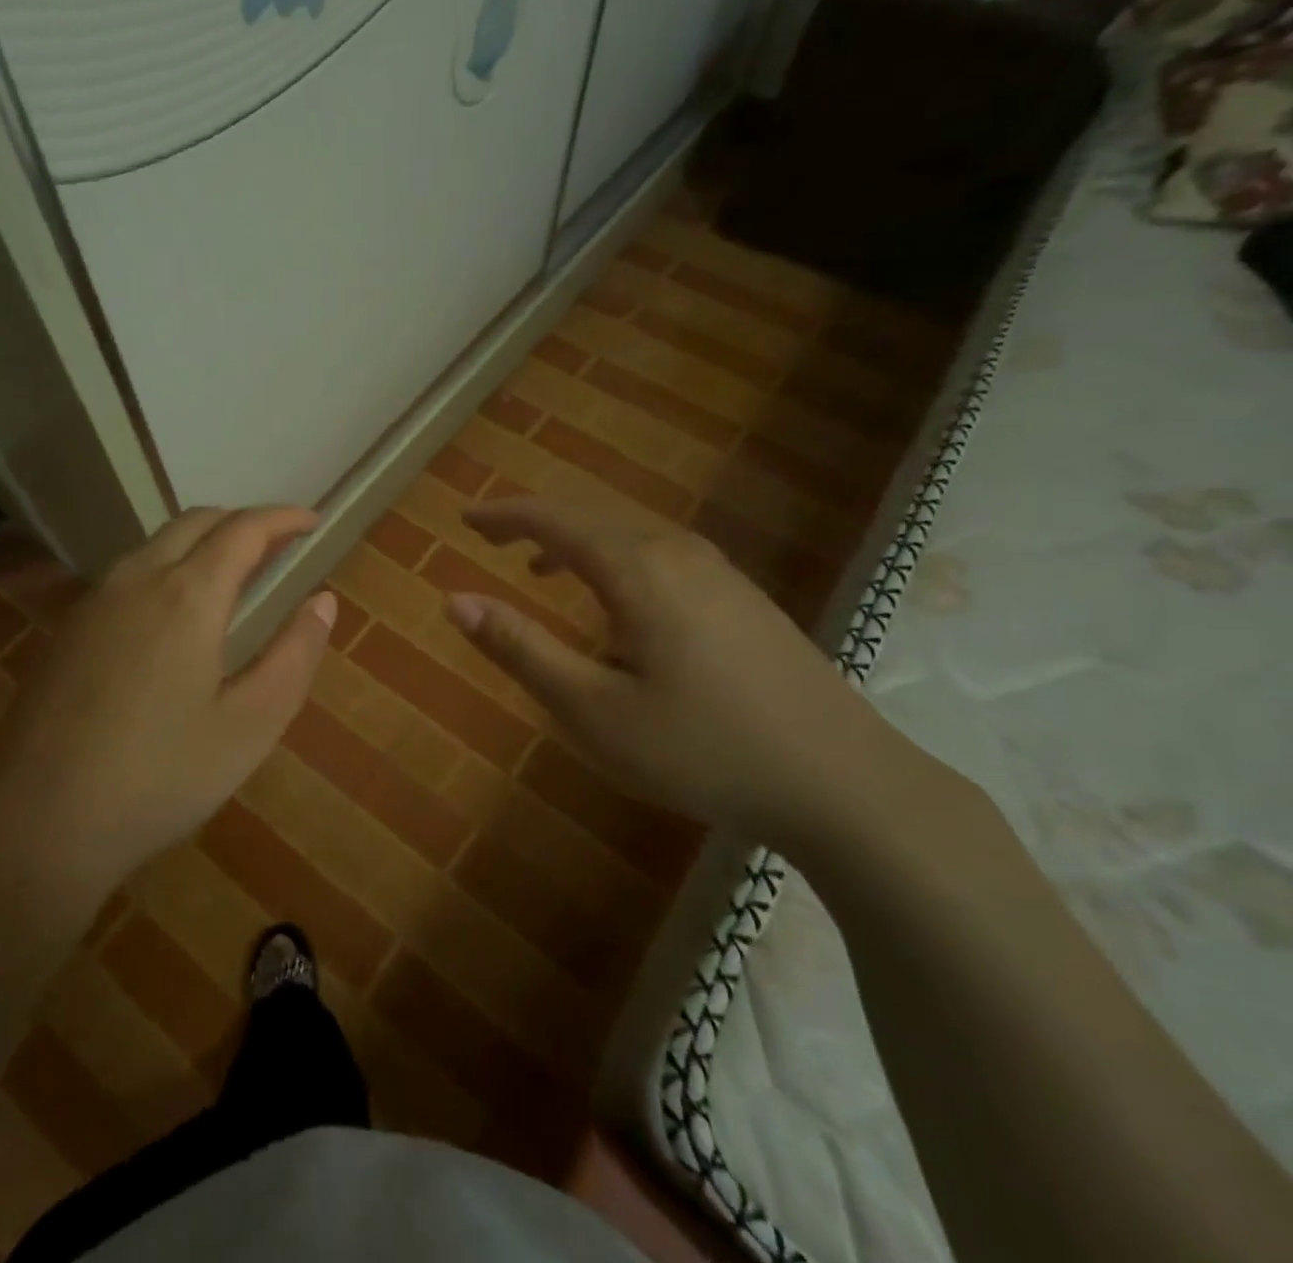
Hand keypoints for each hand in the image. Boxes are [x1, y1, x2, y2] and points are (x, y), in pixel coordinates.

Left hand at [0, 507, 337, 893]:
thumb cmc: (163, 776)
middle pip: (196, 522)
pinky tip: (174, 615)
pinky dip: (168, 568)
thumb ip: (294, 654)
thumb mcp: (252, 724)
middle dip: (244, 523)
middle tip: (279, 548)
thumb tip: (322, 600)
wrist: (43, 822)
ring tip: (234, 576)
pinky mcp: (68, 629)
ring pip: (156, 544)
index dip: (283, 518)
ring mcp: (93, 602)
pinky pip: (128, 574)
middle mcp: (136, 580)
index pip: (244, 530)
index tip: (313, 523)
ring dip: (203, 543)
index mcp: (187, 596)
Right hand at [445, 498, 913, 846]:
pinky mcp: (742, 597)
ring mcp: (718, 571)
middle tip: (493, 540)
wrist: (842, 782)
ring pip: (630, 534)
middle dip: (536, 522)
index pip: (555, 519)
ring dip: (577, 542)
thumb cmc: (700, 748)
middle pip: (593, 515)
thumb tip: (455, 600)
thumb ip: (521, 649)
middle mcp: (678, 552)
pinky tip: (616, 604)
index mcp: (637, 569)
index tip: (466, 520)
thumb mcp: (592, 710)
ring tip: (541, 570)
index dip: (505, 515)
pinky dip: (615, 559)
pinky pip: (660, 554)